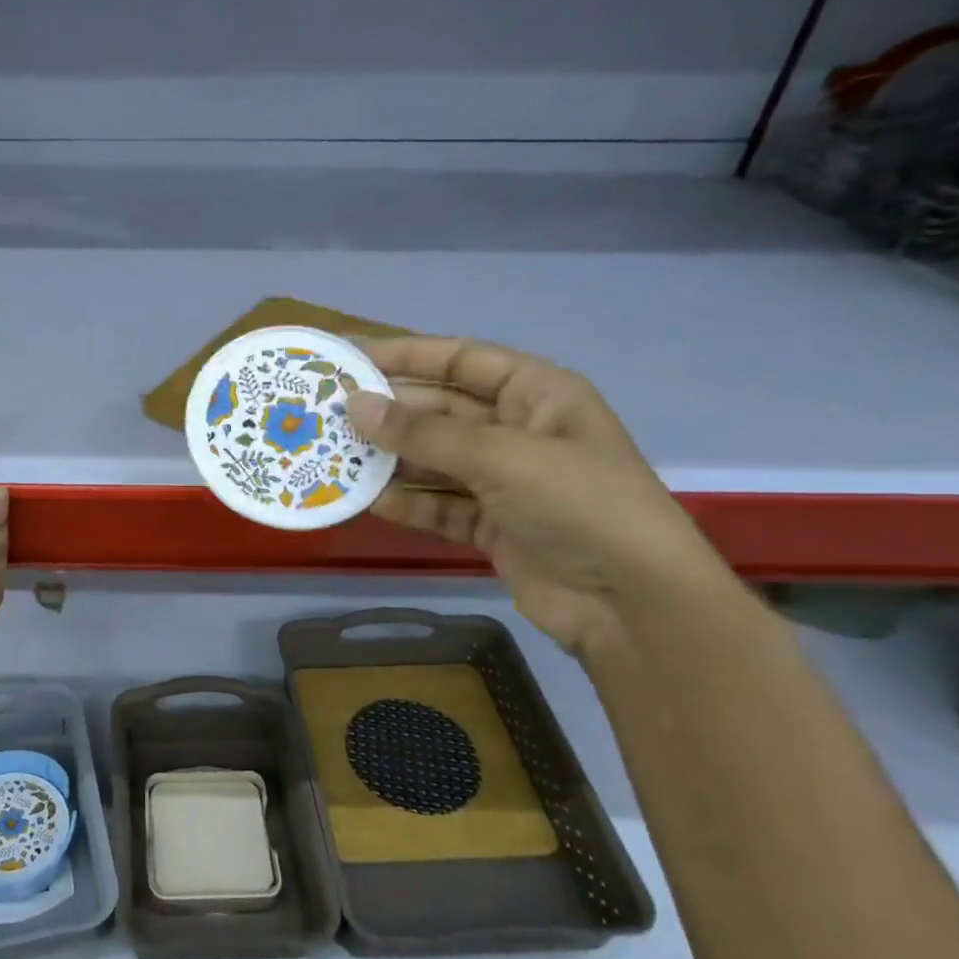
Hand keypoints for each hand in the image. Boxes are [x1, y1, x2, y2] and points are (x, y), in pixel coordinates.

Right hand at [349, 337, 730, 657]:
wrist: (631, 604)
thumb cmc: (578, 505)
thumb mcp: (500, 456)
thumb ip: (423, 432)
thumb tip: (355, 406)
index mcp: (537, 394)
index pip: (461, 359)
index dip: (406, 354)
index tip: (348, 357)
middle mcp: (519, 430)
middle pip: (441, 411)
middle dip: (389, 413)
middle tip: (327, 414)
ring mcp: (505, 482)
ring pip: (434, 460)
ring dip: (390, 460)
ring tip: (334, 457)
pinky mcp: (492, 525)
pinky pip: (439, 504)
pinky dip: (408, 503)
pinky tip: (368, 500)